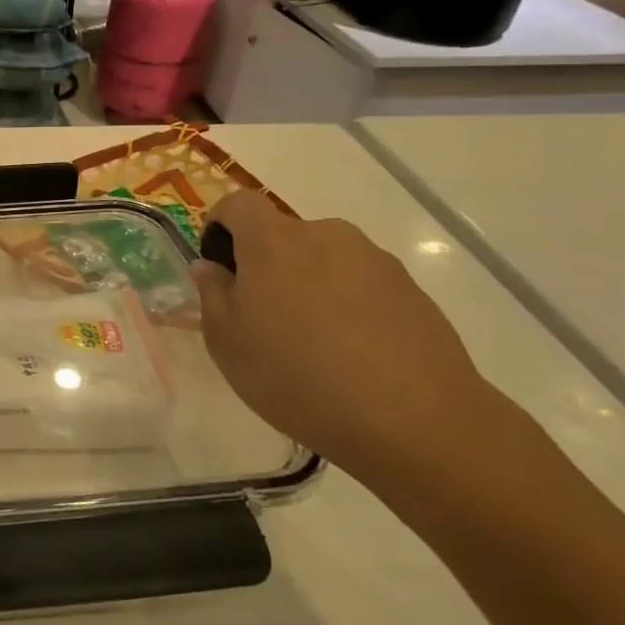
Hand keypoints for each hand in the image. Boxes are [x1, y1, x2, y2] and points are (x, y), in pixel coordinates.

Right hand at [191, 190, 498, 480]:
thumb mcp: (226, 342)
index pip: (238, 204)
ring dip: (308, 284)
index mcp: (273, 242)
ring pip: (324, 260)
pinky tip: (351, 354)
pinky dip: (347, 305)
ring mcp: (375, 261)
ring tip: (311, 341)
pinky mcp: (412, 291)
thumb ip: (212, 294)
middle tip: (262, 315)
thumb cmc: (296, 375)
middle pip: (284, 234)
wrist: (413, 420)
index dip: (220, 224)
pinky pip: (361, 285)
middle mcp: (326, 236)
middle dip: (266, 263)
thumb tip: (211, 266)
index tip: (218, 264)